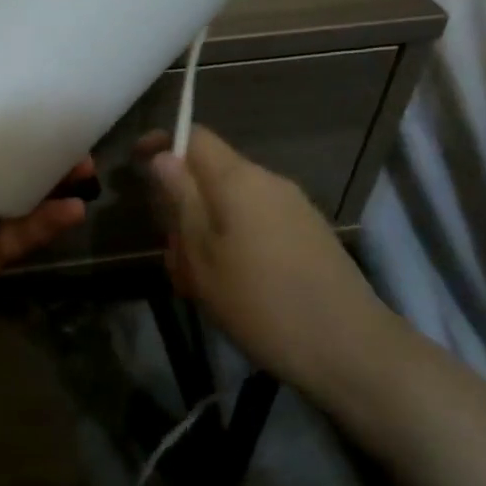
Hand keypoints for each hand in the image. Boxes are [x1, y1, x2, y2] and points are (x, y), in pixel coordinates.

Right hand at [143, 127, 401, 405]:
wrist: (349, 348)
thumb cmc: (259, 301)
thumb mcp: (201, 254)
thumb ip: (180, 200)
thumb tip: (164, 157)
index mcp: (238, 179)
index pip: (195, 137)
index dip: (163, 144)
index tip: (136, 165)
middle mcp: (269, 182)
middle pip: (212, 174)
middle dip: (182, 204)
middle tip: (171, 253)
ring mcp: (294, 208)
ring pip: (233, 204)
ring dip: (206, 230)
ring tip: (197, 281)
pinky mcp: (309, 235)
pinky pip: (257, 223)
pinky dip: (233, 242)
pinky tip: (231, 287)